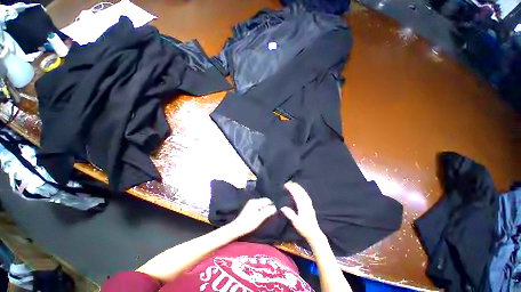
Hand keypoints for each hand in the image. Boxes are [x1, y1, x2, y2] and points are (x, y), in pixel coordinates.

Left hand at [230, 197, 276, 235]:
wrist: (237, 228)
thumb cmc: (249, 223)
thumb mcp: (260, 217)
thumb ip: (268, 212)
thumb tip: (275, 208)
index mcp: (256, 201)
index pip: (267, 200)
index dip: (272, 205)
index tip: (275, 212)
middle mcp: (253, 201)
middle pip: (264, 202)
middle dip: (268, 207)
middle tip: (271, 214)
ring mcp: (250, 204)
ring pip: (261, 205)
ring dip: (264, 209)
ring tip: (267, 216)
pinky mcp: (249, 208)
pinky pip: (258, 207)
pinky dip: (261, 210)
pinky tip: (261, 216)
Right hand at [281, 181, 323, 240]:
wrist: (314, 234)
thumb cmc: (304, 229)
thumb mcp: (296, 222)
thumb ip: (290, 214)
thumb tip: (283, 207)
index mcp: (303, 207)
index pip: (296, 195)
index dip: (291, 189)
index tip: (286, 185)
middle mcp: (307, 204)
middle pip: (301, 192)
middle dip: (295, 186)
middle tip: (289, 182)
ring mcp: (309, 205)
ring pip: (304, 193)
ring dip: (299, 188)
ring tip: (295, 184)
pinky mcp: (311, 207)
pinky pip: (306, 196)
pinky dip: (303, 192)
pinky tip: (301, 192)